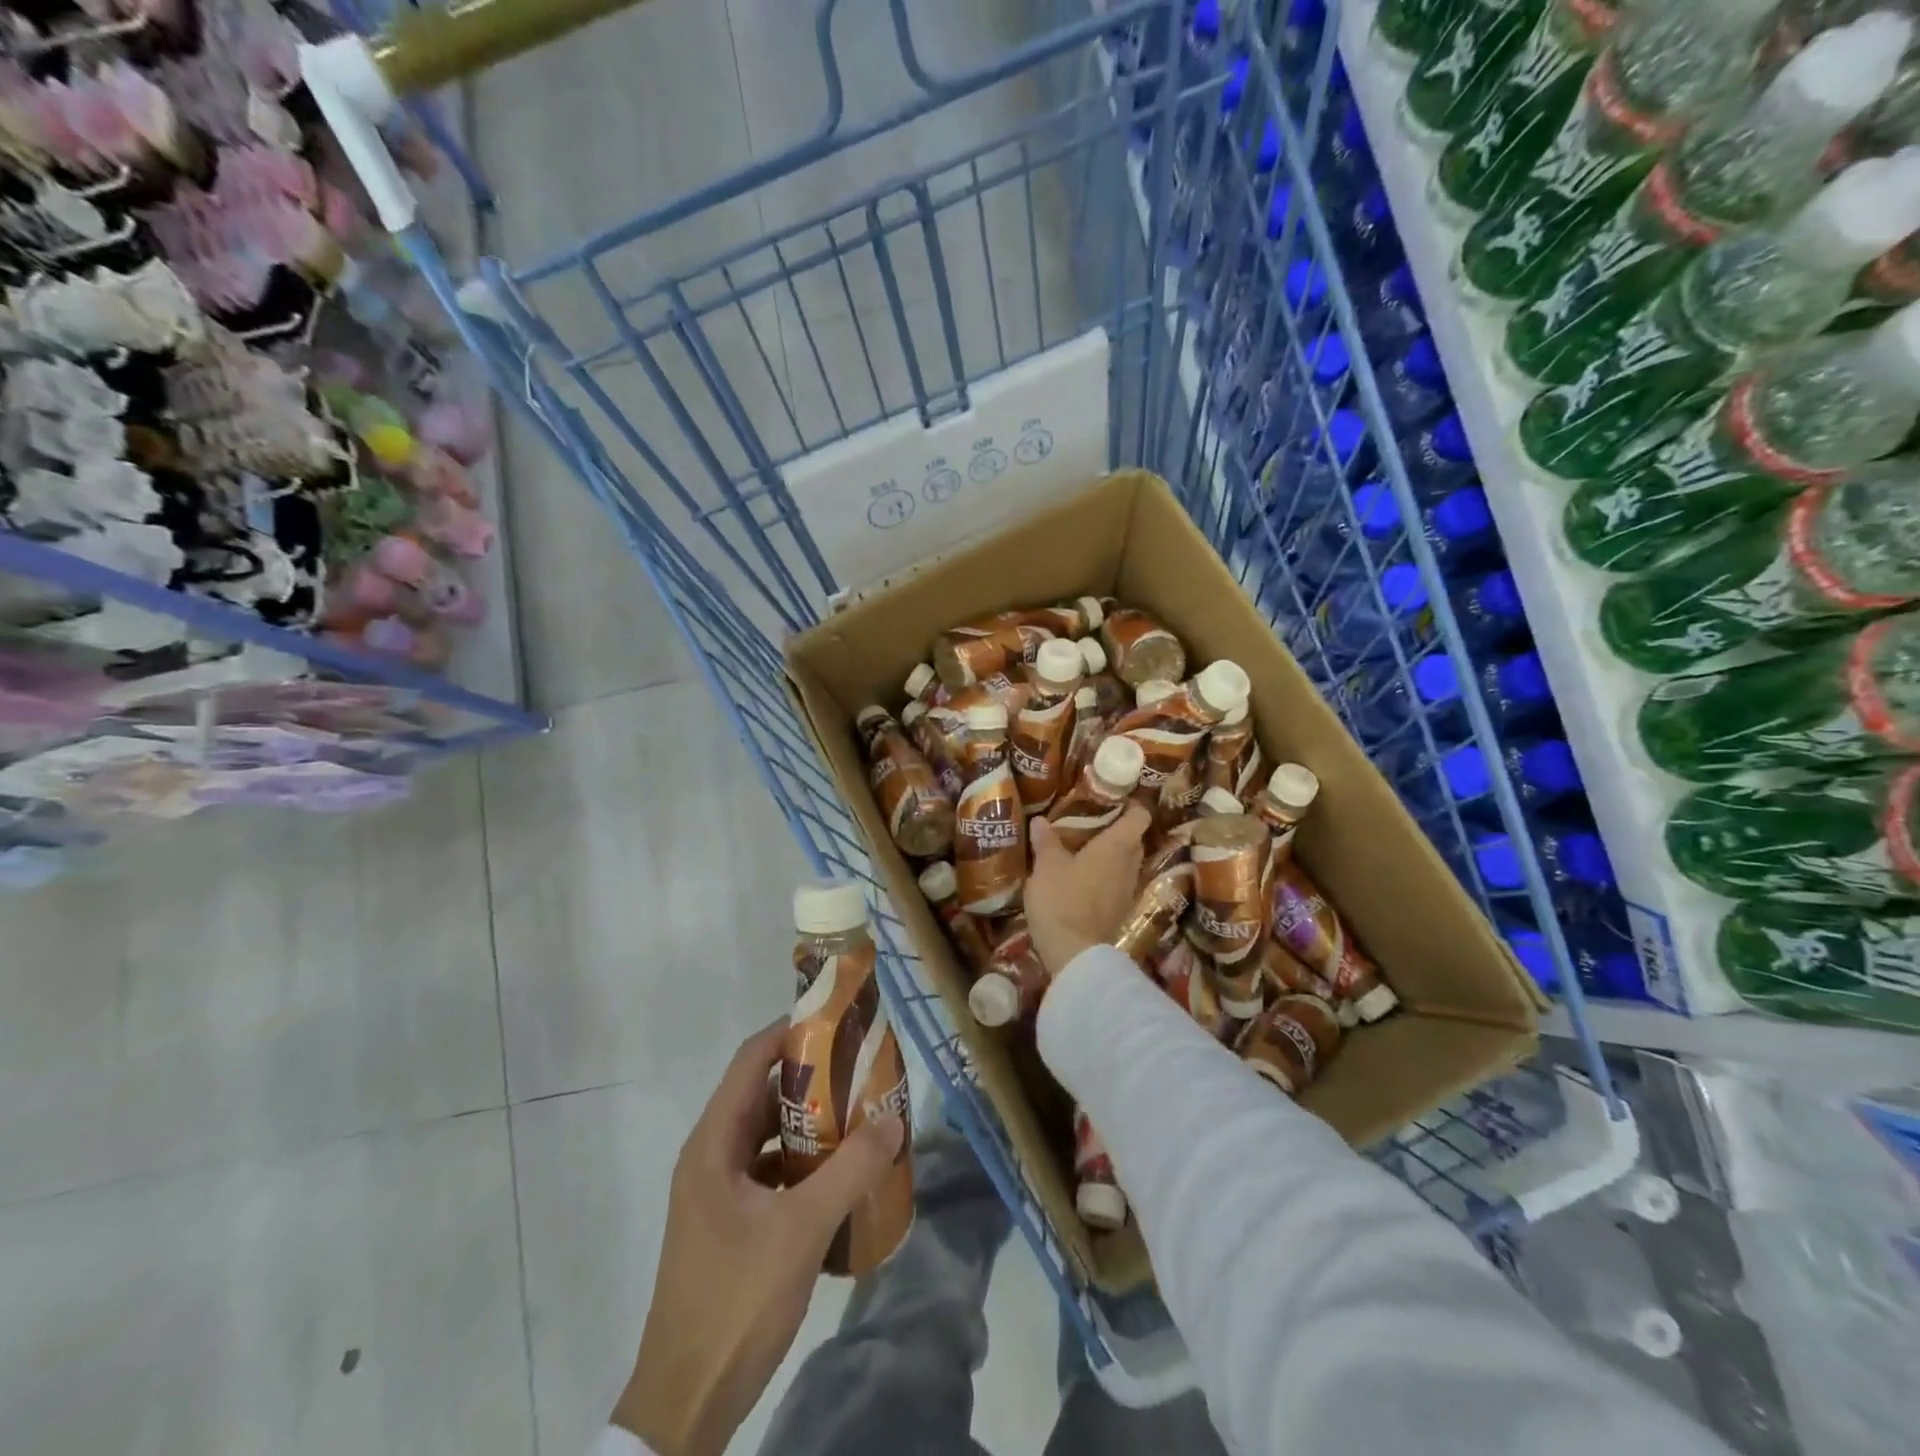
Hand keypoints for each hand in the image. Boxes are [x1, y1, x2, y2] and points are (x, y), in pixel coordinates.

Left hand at [612, 1022, 906, 1455]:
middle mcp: (712, 1156)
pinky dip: (804, 1162)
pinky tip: (841, 1174)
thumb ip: (850, 1170)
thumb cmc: (736, 1300)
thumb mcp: (801, 1230)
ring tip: (861, 1115)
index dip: (791, 1033)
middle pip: (764, 1095)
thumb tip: (893, 1116)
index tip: (838, 1020)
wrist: (685, 1402)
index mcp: (714, 1144)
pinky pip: (771, 1171)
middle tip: (864, 1069)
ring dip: (812, 1123)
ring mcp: (719, 1192)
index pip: (751, 1061)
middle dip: (814, 1079)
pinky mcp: (731, 1222)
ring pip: (770, 1135)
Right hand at [1026, 802, 1151, 974]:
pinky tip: (1081, 878)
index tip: (1110, 799)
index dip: (1130, 805)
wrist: (1074, 954)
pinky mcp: (1119, 911)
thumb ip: (1046, 841)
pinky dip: (1103, 876)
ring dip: (1109, 855)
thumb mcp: (1046, 866)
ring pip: (1125, 863)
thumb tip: (1040, 820)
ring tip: (1081, 849)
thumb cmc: (1062, 900)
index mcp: (1117, 846)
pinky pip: (1116, 883)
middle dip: (1115, 829)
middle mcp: (1130, 865)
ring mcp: (1127, 890)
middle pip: (1132, 839)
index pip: (1140, 816)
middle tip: (1088, 823)